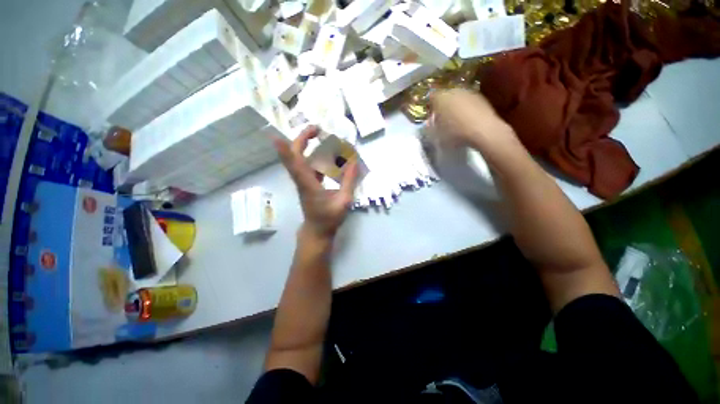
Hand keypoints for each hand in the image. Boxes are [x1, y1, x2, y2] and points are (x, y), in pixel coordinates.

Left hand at [274, 126, 358, 239]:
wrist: (317, 231)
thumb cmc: (329, 218)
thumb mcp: (344, 201)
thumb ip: (349, 181)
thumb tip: (354, 162)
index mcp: (308, 185)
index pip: (295, 163)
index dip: (287, 147)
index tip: (281, 132)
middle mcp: (302, 181)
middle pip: (294, 156)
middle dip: (302, 139)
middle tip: (317, 129)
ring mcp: (303, 182)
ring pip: (299, 160)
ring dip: (306, 146)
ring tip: (322, 137)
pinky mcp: (307, 185)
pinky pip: (307, 167)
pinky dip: (314, 157)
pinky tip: (327, 156)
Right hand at [430, 89, 510, 146]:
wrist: (483, 131)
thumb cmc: (455, 133)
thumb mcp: (437, 134)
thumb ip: (432, 126)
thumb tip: (431, 122)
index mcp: (440, 98)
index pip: (431, 98)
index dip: (430, 108)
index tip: (431, 117)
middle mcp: (454, 91)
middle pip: (445, 97)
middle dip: (443, 106)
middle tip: (443, 119)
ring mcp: (469, 92)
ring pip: (458, 98)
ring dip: (456, 107)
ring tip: (456, 121)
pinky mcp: (481, 97)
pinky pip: (469, 102)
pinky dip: (467, 109)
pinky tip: (468, 121)